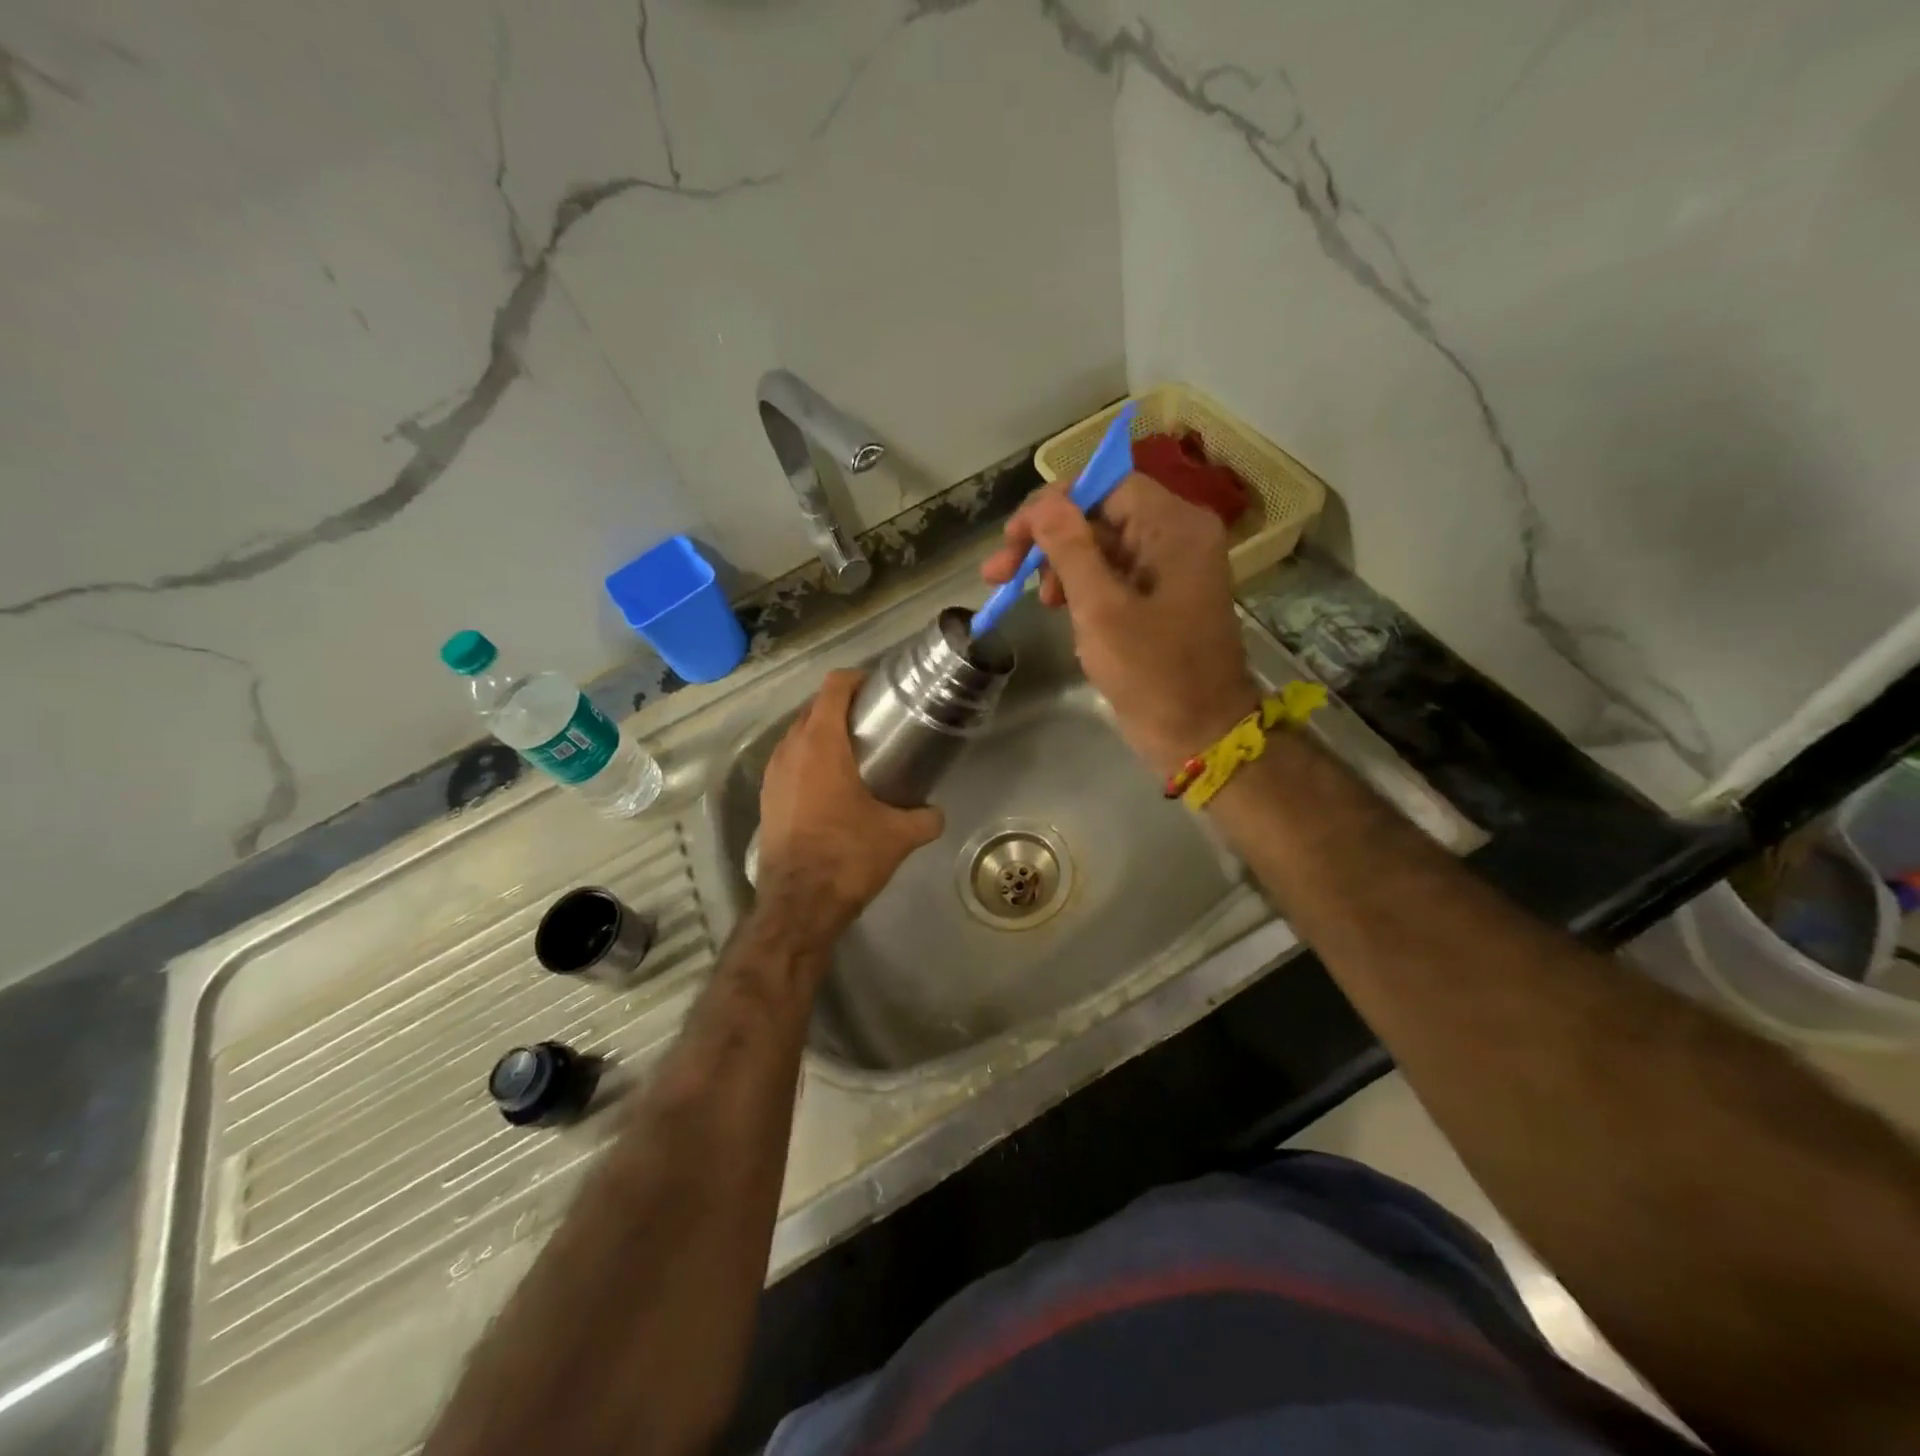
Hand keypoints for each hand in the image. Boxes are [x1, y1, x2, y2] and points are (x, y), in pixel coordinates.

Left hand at [755, 669, 944, 939]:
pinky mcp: (766, 799)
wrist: (798, 904)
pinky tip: (830, 783)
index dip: (856, 679)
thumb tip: (936, 813)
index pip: (833, 687)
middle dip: (841, 706)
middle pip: (813, 708)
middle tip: (873, 720)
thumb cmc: (848, 856)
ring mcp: (772, 775)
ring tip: (853, 749)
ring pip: (797, 735)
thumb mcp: (898, 836)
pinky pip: (788, 762)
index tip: (878, 688)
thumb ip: (925, 818)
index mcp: (821, 744)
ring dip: (821, 733)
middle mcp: (790, 750)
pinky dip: (807, 759)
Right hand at [983, 472, 1259, 776]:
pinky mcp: (1161, 597)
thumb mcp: (1101, 609)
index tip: (1013, 538)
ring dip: (1061, 567)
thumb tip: (1043, 503)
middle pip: (1101, 515)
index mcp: (1175, 528)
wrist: (1199, 735)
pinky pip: (1115, 575)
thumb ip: (1070, 549)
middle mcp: (1178, 537)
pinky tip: (1062, 612)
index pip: (1107, 485)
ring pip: (1103, 547)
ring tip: (1036, 601)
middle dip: (1049, 541)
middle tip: (1000, 574)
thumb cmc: (1152, 673)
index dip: (1054, 505)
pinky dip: (1083, 588)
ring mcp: (1171, 568)